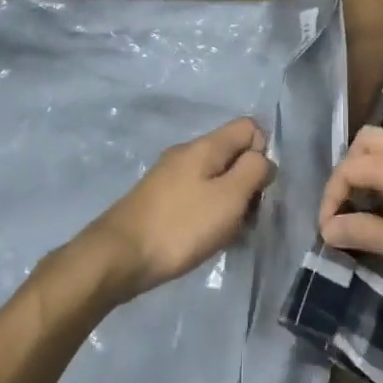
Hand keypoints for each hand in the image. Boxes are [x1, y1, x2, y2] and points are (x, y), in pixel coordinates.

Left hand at [85, 118, 274, 299]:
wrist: (118, 256)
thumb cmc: (181, 226)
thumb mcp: (229, 198)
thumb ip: (253, 171)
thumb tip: (263, 159)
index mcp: (206, 146)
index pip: (249, 127)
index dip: (262, 153)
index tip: (258, 188)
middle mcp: (187, 152)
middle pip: (232, 154)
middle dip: (246, 183)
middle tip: (245, 218)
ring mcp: (170, 175)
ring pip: (215, 177)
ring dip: (228, 202)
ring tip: (225, 234)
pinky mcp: (159, 198)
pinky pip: (196, 195)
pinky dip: (207, 213)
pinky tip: (203, 238)